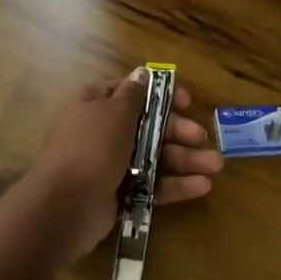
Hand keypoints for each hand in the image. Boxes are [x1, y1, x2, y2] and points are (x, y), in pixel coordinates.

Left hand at [18, 74, 222, 261]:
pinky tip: (202, 186)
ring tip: (215, 166)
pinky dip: (174, 184)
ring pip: (153, 157)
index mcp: (94, 103)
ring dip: (184, 159)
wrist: (65, 208)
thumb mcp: (115, 112)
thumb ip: (134, 94)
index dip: (160, 95)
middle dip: (178, 131)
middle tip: (202, 138)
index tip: (186, 102)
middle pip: (147, 126)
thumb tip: (142, 72)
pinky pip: (150, 184)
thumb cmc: (92, 148)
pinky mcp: (118, 194)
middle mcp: (101, 131)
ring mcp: (109, 164)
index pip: (131, 92)